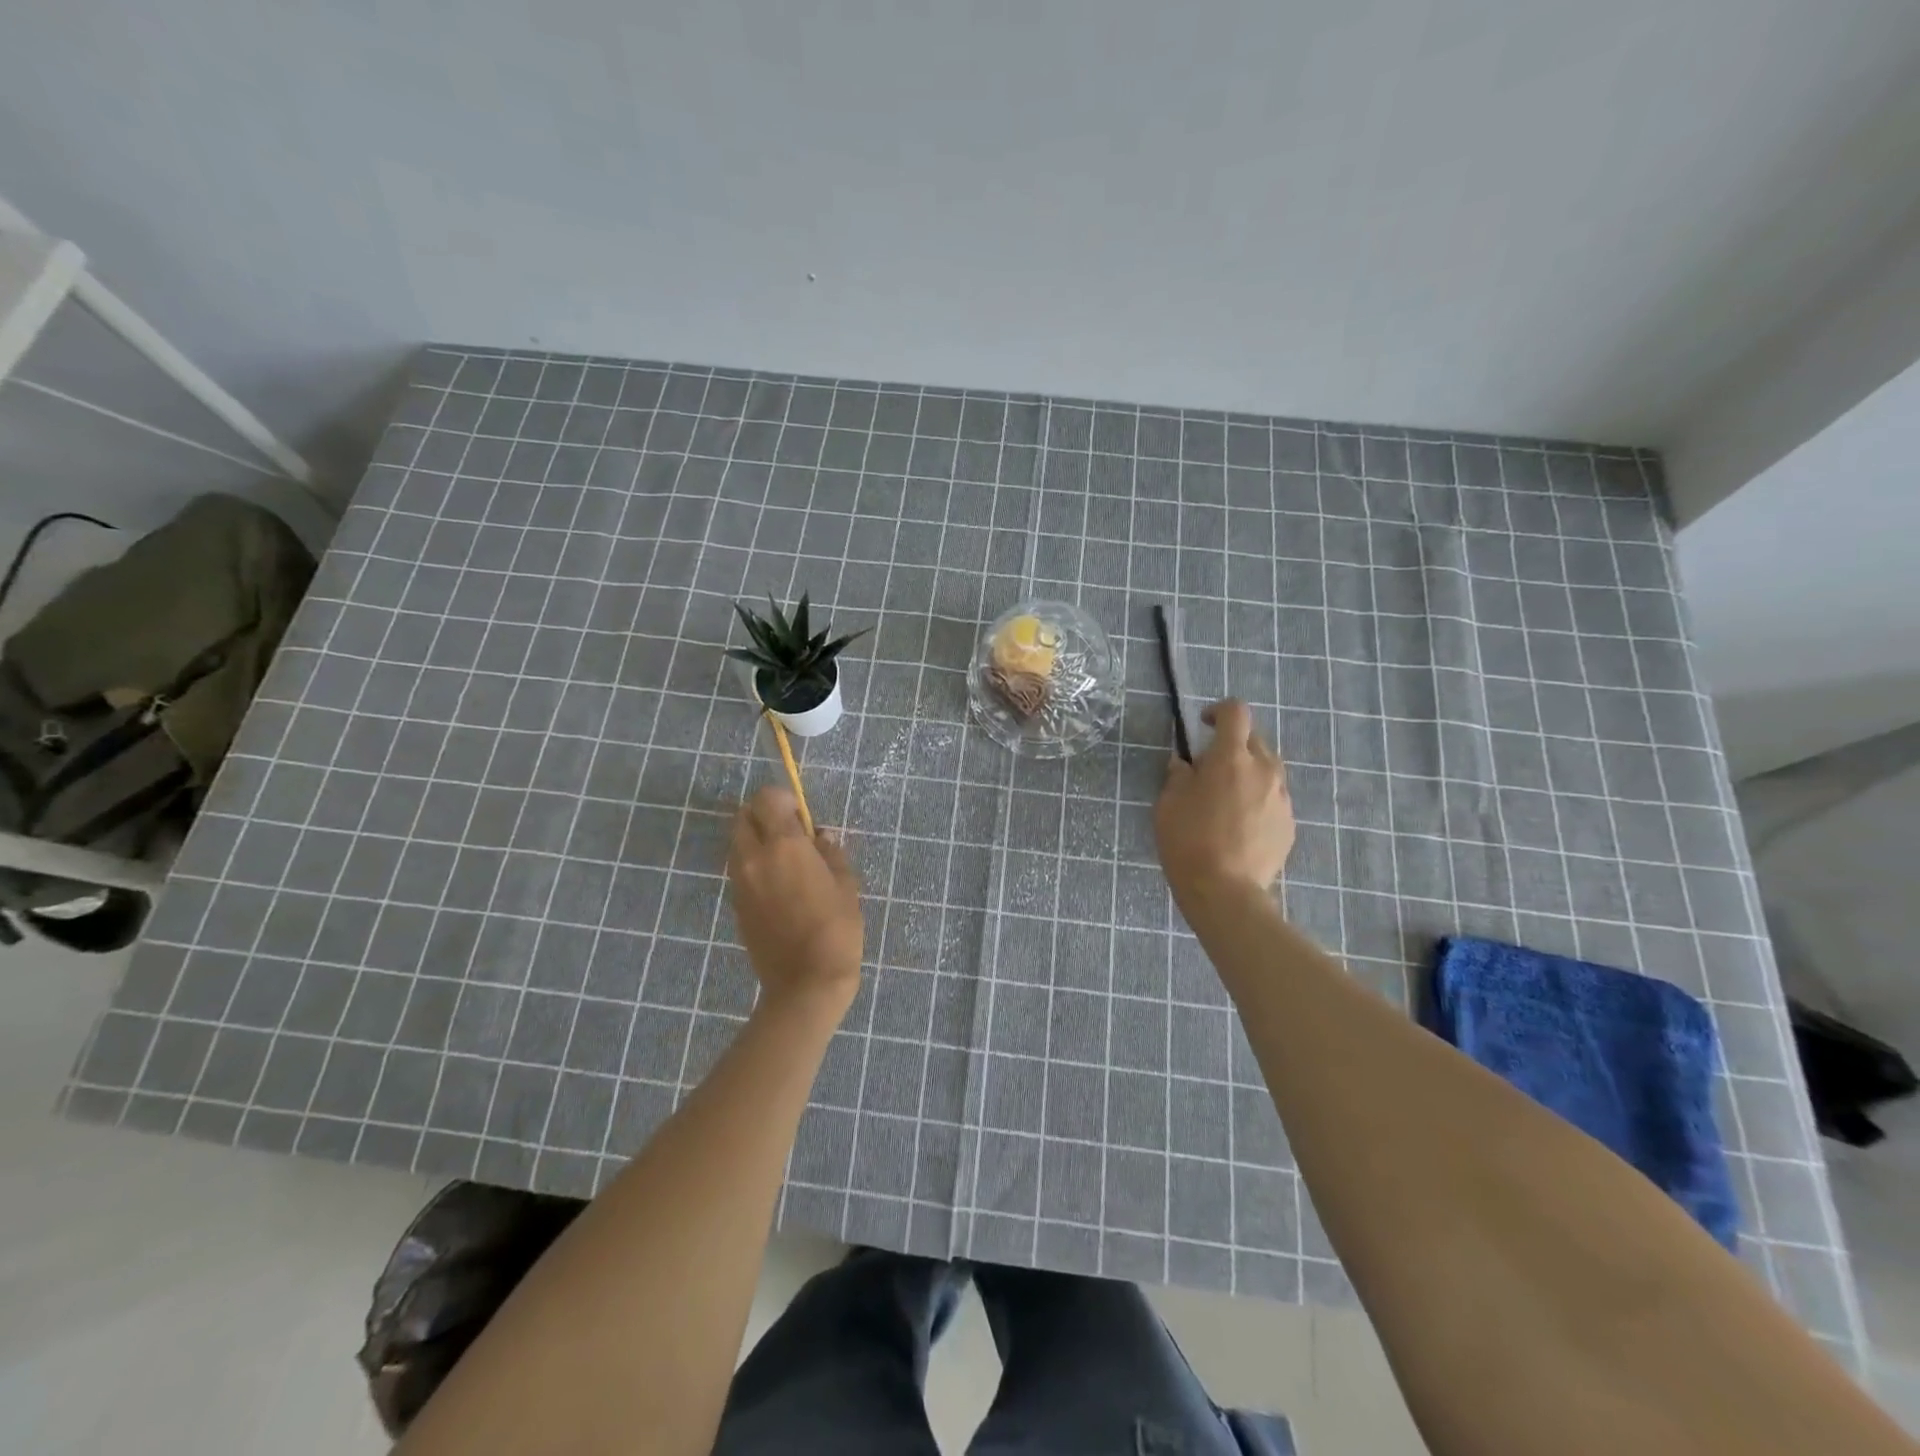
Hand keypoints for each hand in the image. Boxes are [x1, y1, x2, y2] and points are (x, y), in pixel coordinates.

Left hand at [726, 787, 862, 1021]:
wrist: (805, 982)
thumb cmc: (836, 929)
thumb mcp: (845, 884)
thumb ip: (830, 853)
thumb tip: (819, 837)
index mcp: (784, 846)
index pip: (767, 800)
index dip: (783, 799)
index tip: (801, 815)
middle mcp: (754, 858)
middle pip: (743, 817)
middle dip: (763, 815)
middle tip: (789, 831)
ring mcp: (741, 883)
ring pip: (738, 843)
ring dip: (756, 840)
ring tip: (785, 860)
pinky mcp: (736, 904)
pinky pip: (740, 869)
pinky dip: (754, 864)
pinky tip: (779, 884)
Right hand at [1155, 700, 1294, 908]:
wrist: (1225, 892)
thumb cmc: (1188, 841)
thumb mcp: (1168, 803)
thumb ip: (1178, 775)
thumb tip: (1185, 765)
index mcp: (1231, 757)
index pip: (1235, 712)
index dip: (1218, 711)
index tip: (1203, 725)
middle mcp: (1264, 770)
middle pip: (1254, 740)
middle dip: (1232, 746)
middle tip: (1209, 770)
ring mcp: (1282, 798)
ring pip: (1266, 771)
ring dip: (1247, 774)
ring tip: (1226, 801)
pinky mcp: (1289, 824)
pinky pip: (1272, 800)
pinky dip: (1257, 802)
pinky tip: (1239, 827)